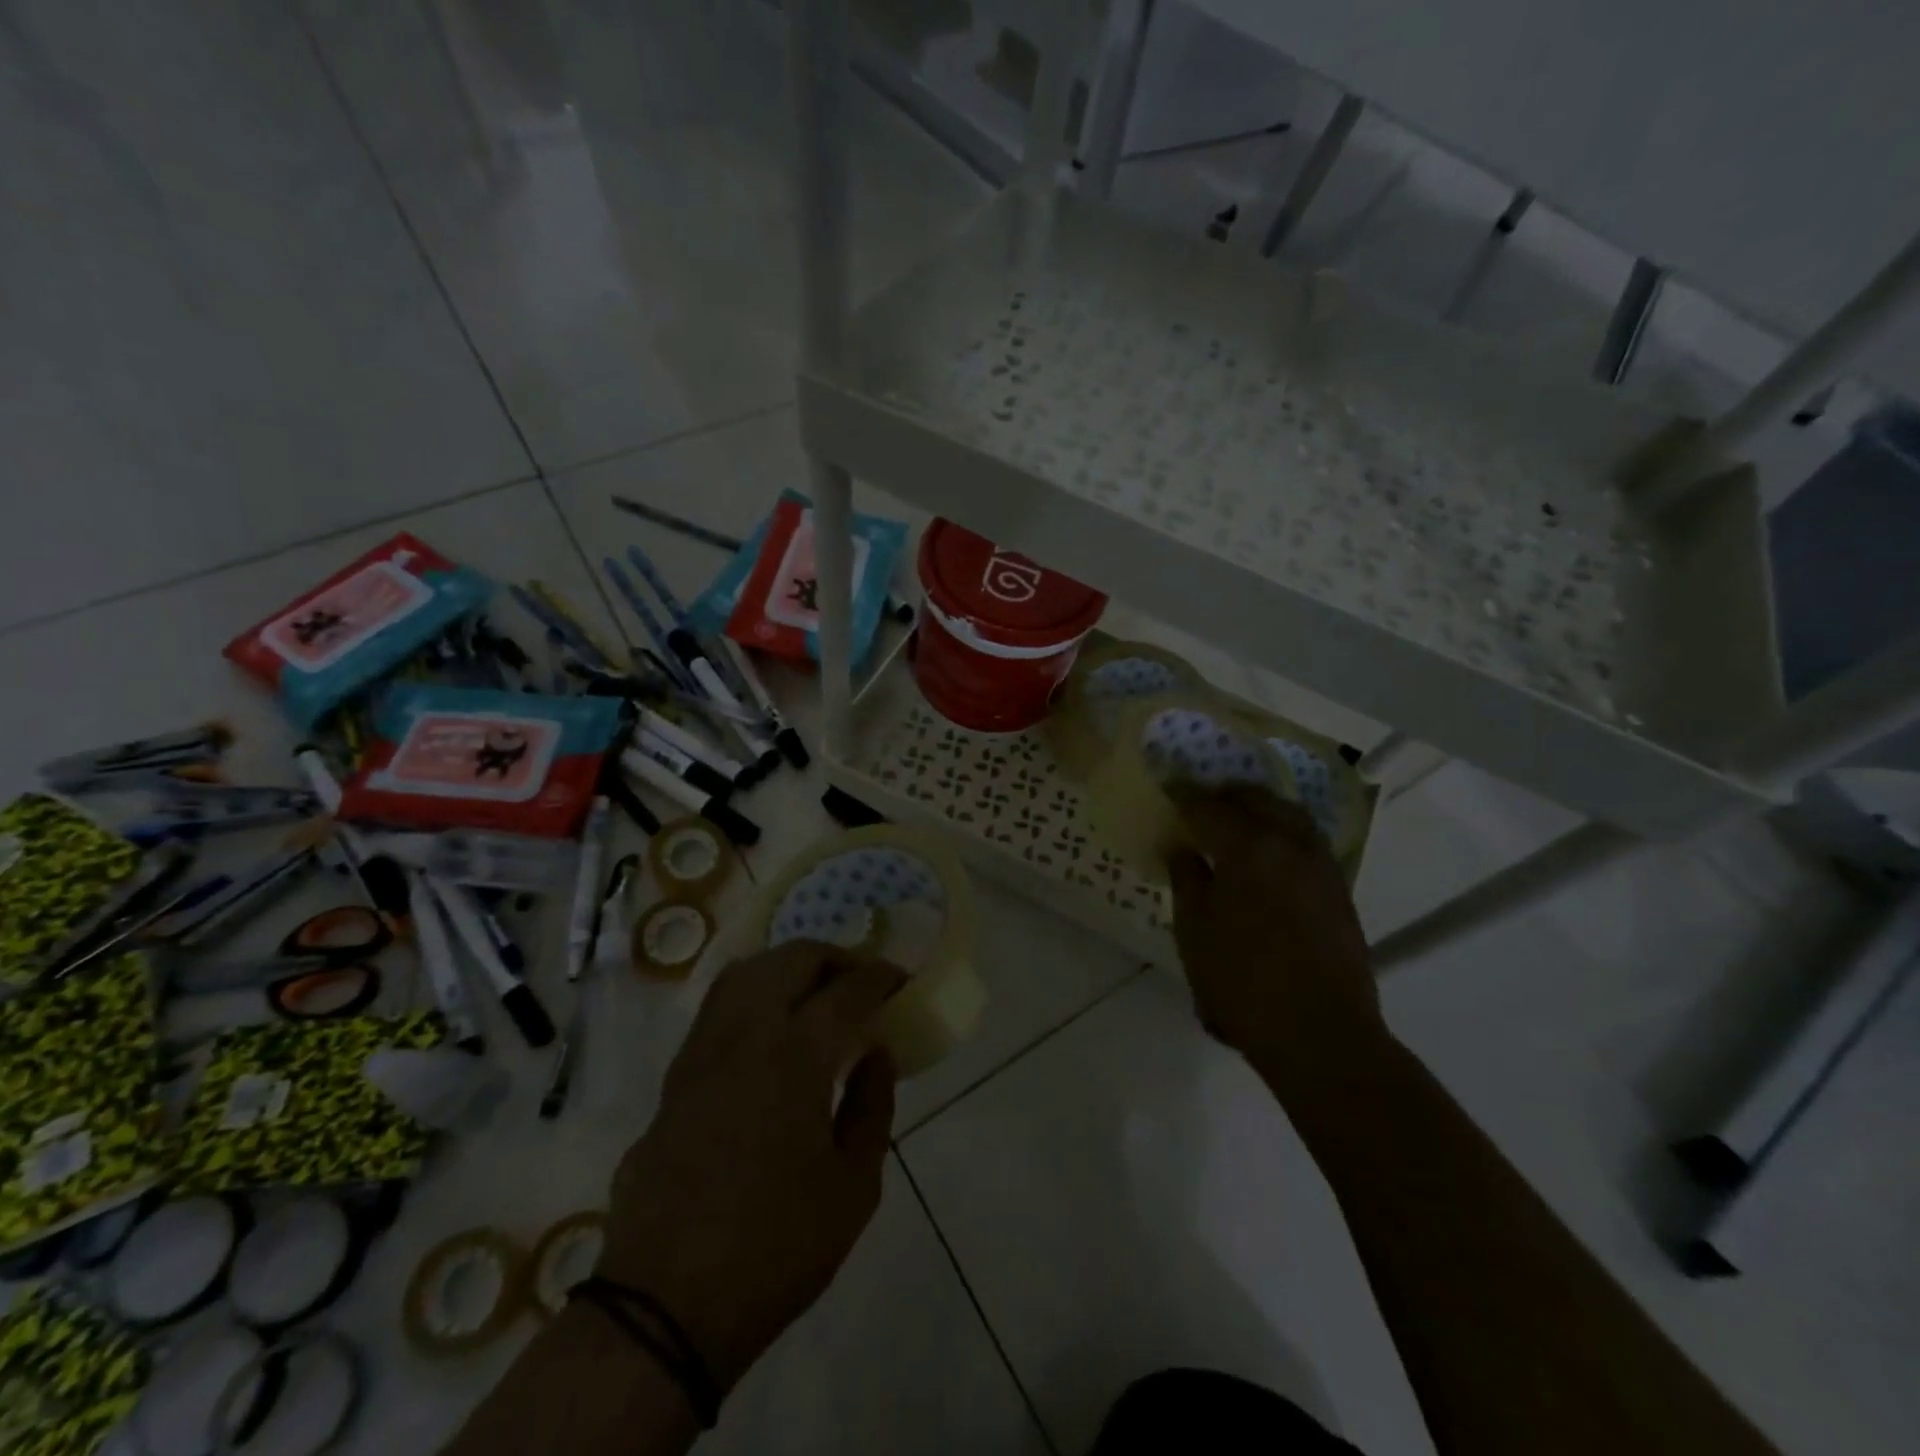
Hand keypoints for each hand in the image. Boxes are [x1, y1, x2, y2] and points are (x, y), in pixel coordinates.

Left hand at [597, 941, 902, 1393]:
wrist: (664, 1305)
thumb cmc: (775, 1249)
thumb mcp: (854, 1187)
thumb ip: (872, 1107)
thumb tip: (875, 1055)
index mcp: (794, 1056)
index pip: (847, 990)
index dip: (880, 977)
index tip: (899, 980)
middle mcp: (744, 1035)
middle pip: (790, 960)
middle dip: (834, 957)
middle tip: (860, 982)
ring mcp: (700, 1053)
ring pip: (744, 973)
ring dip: (786, 968)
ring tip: (814, 994)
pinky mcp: (673, 1078)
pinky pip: (717, 1009)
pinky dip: (753, 996)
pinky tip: (770, 1032)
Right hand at [1166, 785, 1386, 1097]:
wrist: (1320, 1033)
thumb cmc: (1242, 982)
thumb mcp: (1195, 931)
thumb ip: (1187, 879)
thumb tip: (1184, 848)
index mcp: (1249, 848)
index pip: (1210, 807)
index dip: (1185, 797)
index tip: (1168, 790)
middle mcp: (1290, 844)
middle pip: (1258, 800)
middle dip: (1227, 795)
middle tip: (1201, 802)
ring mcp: (1321, 866)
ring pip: (1290, 815)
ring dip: (1261, 808)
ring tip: (1238, 820)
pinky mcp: (1339, 890)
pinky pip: (1308, 840)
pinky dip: (1284, 831)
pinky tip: (1270, 852)